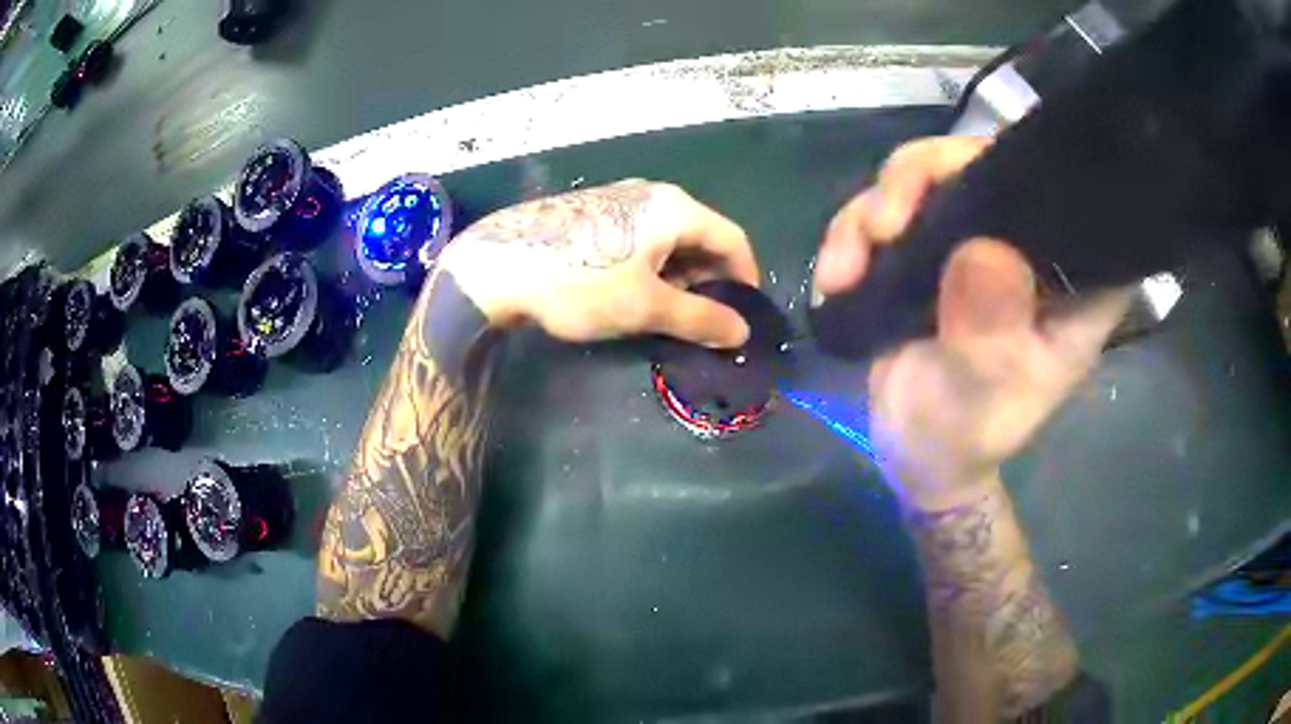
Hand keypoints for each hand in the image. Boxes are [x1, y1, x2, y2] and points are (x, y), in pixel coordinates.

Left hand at [441, 180, 759, 347]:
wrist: (497, 265)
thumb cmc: (581, 281)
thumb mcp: (646, 306)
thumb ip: (700, 319)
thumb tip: (740, 331)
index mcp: (674, 208)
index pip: (732, 238)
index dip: (745, 277)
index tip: (742, 313)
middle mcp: (651, 195)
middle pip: (700, 237)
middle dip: (709, 280)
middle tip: (703, 320)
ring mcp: (618, 201)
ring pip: (668, 240)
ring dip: (678, 277)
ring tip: (667, 313)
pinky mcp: (593, 214)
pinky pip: (639, 240)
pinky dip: (650, 268)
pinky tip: (632, 294)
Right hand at [814, 137, 1131, 509]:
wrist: (916, 452)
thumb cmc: (965, 436)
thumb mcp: (981, 402)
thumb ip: (989, 339)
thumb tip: (981, 252)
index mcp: (1070, 282)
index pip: (1070, 197)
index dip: (1027, 169)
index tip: (972, 188)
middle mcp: (1028, 245)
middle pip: (983, 165)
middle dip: (922, 180)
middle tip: (881, 227)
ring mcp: (976, 237)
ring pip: (927, 176)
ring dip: (873, 212)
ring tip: (841, 271)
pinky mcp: (931, 244)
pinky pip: (889, 206)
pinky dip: (853, 232)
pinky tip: (835, 276)